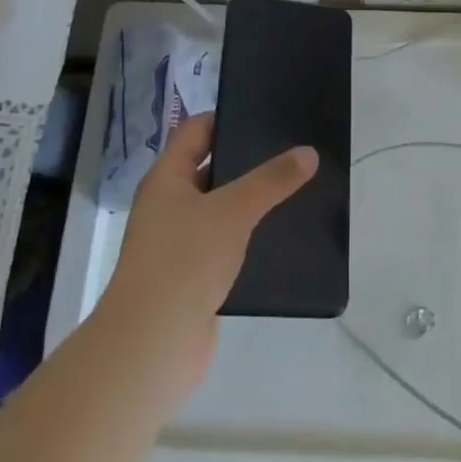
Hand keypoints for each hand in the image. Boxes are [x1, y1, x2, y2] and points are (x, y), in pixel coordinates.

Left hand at [98, 113, 316, 402]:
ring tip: (294, 190)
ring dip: (249, 202)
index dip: (226, 118)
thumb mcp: (233, 211)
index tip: (265, 115)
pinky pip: (224, 244)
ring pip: (219, 209)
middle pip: (209, 169)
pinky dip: (248, 238)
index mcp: (166, 179)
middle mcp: (168, 206)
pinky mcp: (192, 277)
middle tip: (289, 151)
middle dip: (245, 162)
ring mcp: (178, 243)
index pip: (195, 131)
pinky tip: (279, 236)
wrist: (152, 346)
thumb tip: (308, 152)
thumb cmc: (184, 261)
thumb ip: (271, 180)